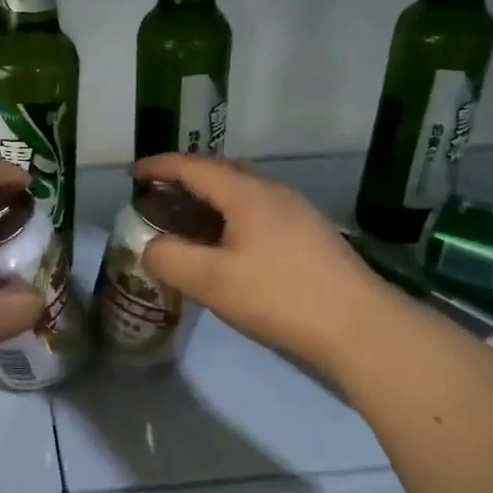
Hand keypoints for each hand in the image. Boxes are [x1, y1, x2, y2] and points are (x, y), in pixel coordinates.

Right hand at [135, 154, 393, 380]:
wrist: (358, 325)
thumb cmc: (278, 296)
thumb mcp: (211, 280)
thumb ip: (169, 258)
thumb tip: (150, 247)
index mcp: (247, 194)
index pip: (194, 166)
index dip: (160, 167)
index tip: (134, 173)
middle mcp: (274, 192)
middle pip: (222, 173)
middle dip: (187, 180)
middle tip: (160, 199)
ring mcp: (298, 213)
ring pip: (245, 194)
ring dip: (212, 201)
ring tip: (190, 223)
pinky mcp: (312, 236)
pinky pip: (261, 213)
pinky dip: (233, 218)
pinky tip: (230, 248)